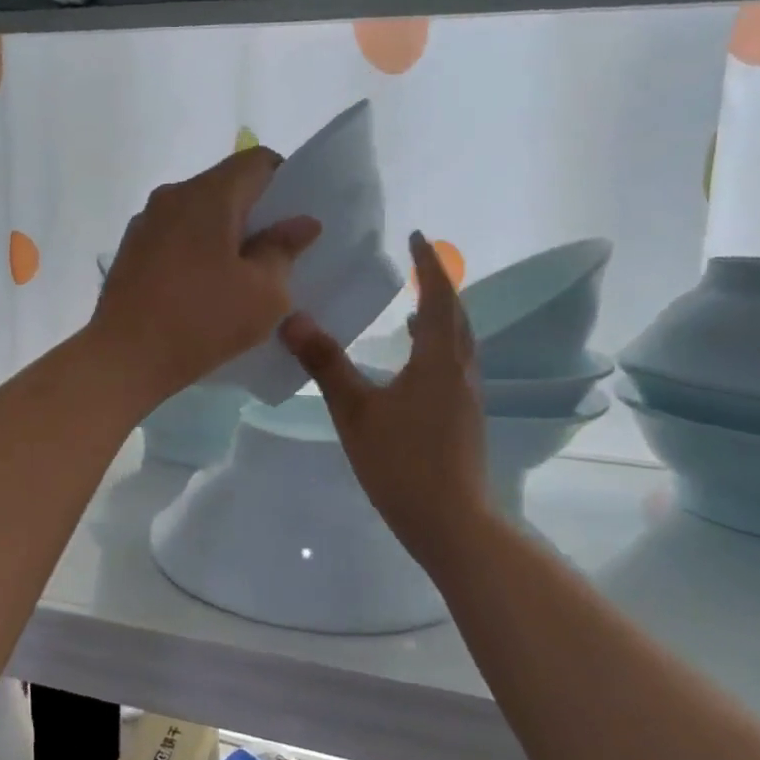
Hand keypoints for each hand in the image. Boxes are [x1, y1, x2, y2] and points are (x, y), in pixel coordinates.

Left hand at [92, 148, 320, 406]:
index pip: (257, 161)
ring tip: (241, 274)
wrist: (124, 358)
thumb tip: (302, 222)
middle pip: (226, 186)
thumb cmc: (203, 320)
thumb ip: (284, 249)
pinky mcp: (131, 250)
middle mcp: (173, 195)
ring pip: (198, 213)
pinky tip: (205, 288)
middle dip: (256, 212)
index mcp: (209, 194)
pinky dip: (197, 250)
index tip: (296, 218)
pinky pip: (175, 236)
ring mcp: (146, 222)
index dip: (286, 181)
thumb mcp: (264, 293)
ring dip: (224, 234)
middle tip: (278, 251)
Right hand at [280, 232, 490, 565]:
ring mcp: (467, 397)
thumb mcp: (355, 411)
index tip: (416, 236)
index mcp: (439, 361)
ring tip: (415, 308)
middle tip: (416, 266)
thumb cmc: (402, 464)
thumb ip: (325, 364)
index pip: (439, 297)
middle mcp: (461, 371)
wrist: (451, 523)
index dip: (428, 264)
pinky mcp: (464, 419)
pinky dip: (439, 346)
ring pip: (459, 343)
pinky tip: (415, 363)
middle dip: (438, 286)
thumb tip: (292, 318)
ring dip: (441, 317)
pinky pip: (454, 365)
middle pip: (457, 316)